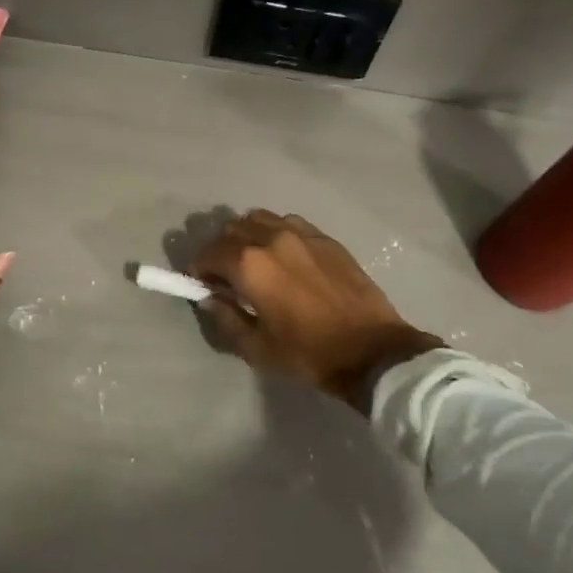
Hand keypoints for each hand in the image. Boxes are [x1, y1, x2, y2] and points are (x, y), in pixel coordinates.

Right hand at [192, 210, 438, 410]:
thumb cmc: (309, 354)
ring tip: (254, 260)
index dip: (200, 268)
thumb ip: (226, 318)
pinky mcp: (325, 238)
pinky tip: (284, 257)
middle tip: (226, 275)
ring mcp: (301, 233)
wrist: (373, 351)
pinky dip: (275, 233)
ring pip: (259, 219)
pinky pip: (288, 223)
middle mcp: (271, 238)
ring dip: (247, 236)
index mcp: (250, 265)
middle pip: (231, 229)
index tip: (202, 283)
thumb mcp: (257, 348)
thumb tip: (209, 298)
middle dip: (221, 249)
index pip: (210, 252)